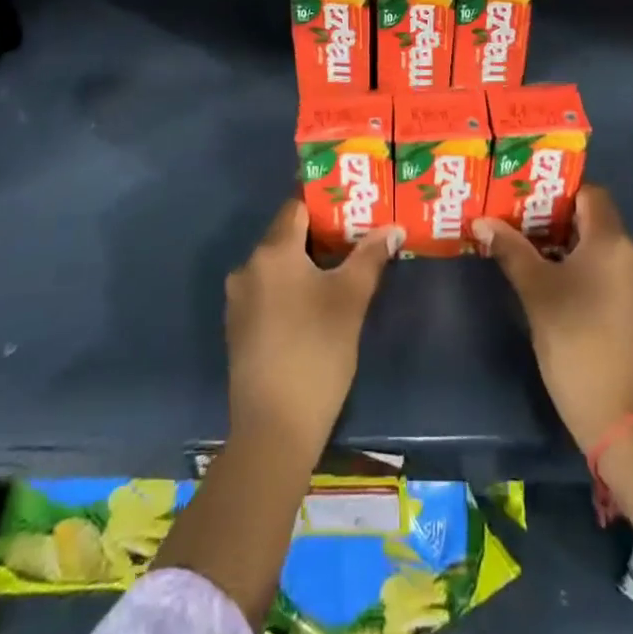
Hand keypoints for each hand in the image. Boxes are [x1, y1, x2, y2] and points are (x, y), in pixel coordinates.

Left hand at [225, 199, 400, 454]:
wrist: (273, 430)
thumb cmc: (316, 353)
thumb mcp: (351, 300)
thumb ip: (371, 256)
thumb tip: (394, 227)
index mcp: (272, 252)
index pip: (297, 207)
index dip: (325, 203)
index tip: (353, 205)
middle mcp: (248, 267)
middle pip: (286, 235)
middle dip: (320, 234)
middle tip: (356, 236)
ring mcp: (239, 300)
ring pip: (277, 265)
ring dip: (306, 262)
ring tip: (341, 268)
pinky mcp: (238, 328)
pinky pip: (267, 290)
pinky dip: (290, 287)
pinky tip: (314, 304)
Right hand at [473, 186, 632, 452]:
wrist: (624, 422)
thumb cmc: (575, 345)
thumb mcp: (536, 294)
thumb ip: (511, 250)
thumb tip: (482, 221)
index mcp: (613, 242)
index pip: (591, 194)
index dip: (562, 195)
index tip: (534, 207)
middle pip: (601, 226)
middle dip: (567, 229)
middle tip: (532, 240)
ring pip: (613, 257)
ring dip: (585, 258)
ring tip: (552, 275)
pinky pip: (626, 283)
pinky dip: (604, 283)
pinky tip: (581, 307)